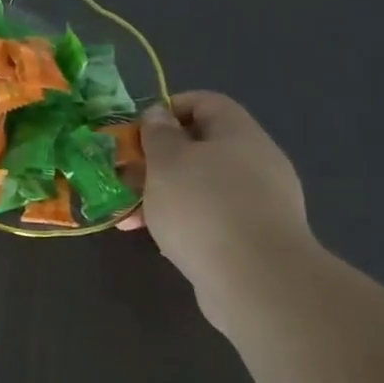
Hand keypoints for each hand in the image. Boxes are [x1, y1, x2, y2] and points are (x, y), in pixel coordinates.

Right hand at [118, 91, 312, 290]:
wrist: (256, 279)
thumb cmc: (203, 206)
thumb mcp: (167, 162)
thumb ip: (158, 134)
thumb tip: (158, 114)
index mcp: (239, 134)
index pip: (205, 103)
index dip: (168, 109)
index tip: (136, 131)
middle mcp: (255, 162)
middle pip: (200, 147)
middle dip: (156, 159)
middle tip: (124, 175)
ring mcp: (259, 201)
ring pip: (200, 185)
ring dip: (162, 194)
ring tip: (130, 215)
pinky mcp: (253, 237)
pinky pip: (210, 217)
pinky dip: (181, 221)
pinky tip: (156, 238)